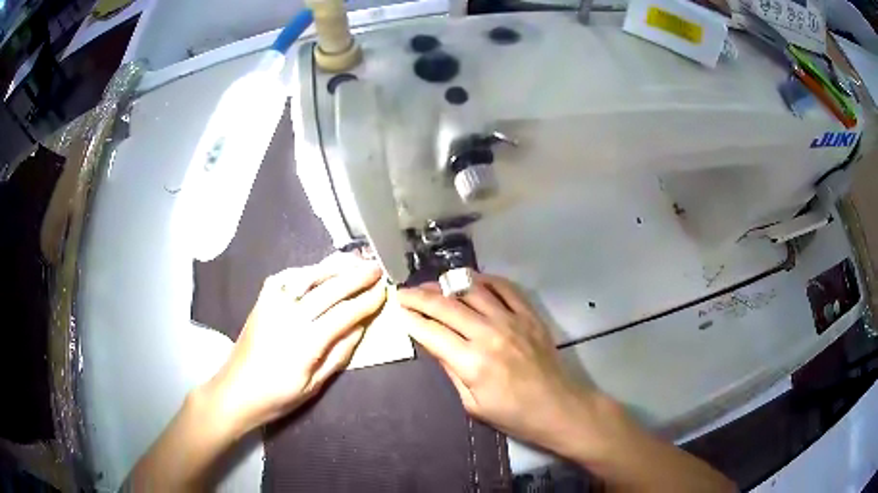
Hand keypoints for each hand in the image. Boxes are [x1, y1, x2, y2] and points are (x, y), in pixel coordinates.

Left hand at [207, 253, 385, 434]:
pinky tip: (319, 269)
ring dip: (334, 267)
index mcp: (305, 342)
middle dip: (356, 277)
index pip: (344, 314)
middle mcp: (289, 315)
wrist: (235, 389)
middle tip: (376, 268)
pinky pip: (287, 276)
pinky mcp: (262, 299)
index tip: (384, 291)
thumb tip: (361, 327)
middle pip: (329, 289)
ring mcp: (273, 303)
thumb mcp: (315, 385)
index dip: (366, 302)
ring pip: (308, 276)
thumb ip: (339, 354)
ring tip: (354, 260)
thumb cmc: (278, 395)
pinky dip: (307, 269)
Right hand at [398, 274, 600, 454]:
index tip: (398, 310)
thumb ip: (451, 370)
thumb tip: (433, 343)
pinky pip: (505, 288)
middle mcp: (489, 334)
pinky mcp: (529, 315)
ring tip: (432, 284)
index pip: (431, 332)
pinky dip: (485, 280)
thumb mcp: (472, 404)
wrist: (557, 407)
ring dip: (447, 284)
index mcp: (472, 363)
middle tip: (404, 292)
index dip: (411, 319)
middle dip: (420, 297)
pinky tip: (471, 280)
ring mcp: (512, 320)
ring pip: (472, 290)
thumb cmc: (513, 415)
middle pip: (446, 306)